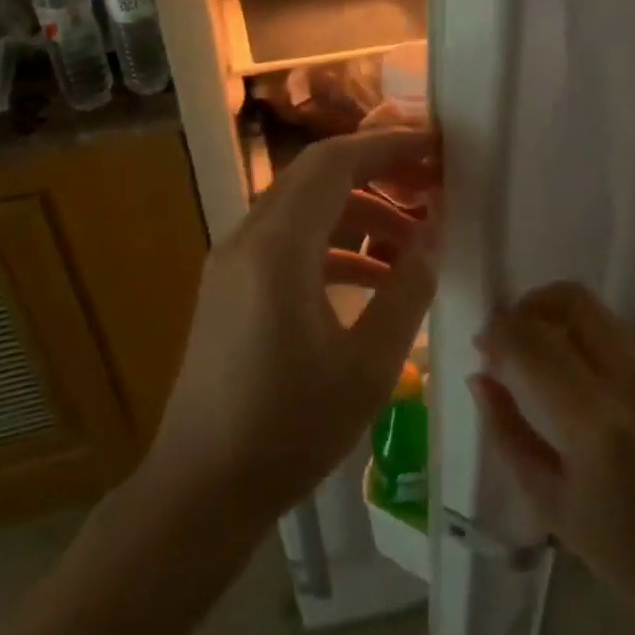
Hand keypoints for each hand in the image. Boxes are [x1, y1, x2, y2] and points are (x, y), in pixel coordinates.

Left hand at [144, 130, 439, 534]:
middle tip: (429, 188)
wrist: (201, 489)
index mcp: (278, 249)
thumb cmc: (290, 429)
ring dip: (357, 214)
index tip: (434, 148)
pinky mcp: (228, 290)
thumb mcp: (369, 365)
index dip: (387, 146)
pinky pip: (286, 245)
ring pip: (302, 211)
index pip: (334, 163)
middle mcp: (247, 241)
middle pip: (315, 178)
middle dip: (376, 173)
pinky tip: (371, 281)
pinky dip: (332, 247)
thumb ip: (407, 290)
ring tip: (411, 243)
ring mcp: (231, 265)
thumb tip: (432, 237)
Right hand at [471, 282, 634, 634]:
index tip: (484, 343)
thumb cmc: (630, 555)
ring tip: (560, 369)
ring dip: (571, 330)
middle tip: (517, 336)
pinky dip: (610, 355)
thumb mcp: (551, 503)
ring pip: (607, 319)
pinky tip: (610, 397)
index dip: (499, 331)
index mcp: (597, 421)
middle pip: (574, 301)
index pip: (533, 340)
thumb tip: (480, 376)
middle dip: (533, 306)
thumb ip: (506, 432)